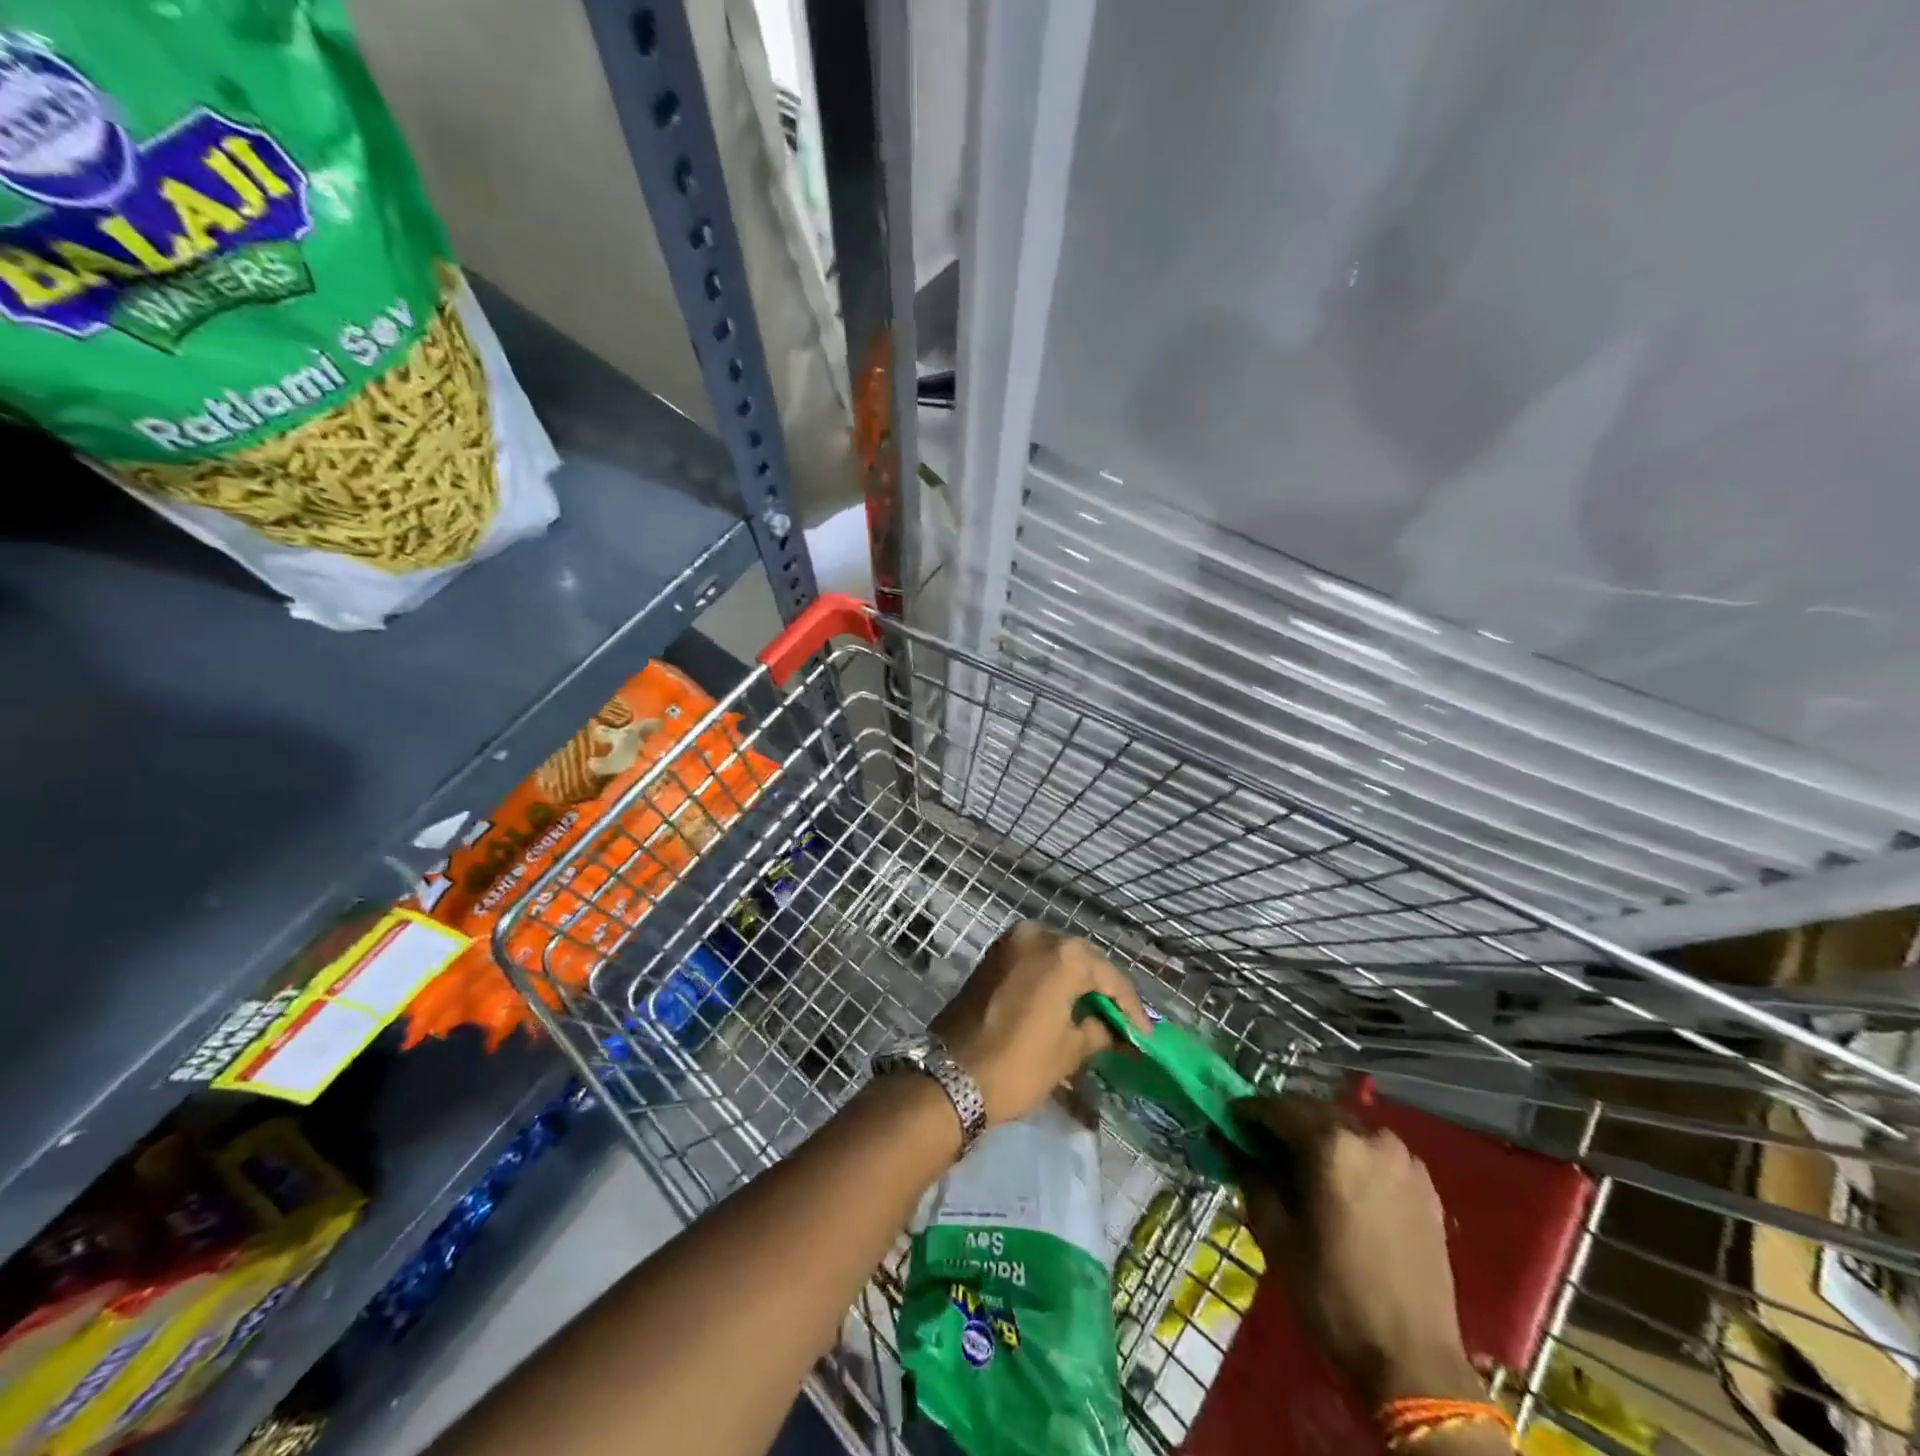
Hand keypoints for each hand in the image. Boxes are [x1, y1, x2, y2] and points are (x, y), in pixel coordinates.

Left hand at [931, 921, 1150, 1125]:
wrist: (950, 1076)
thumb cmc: (1018, 1064)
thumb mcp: (1068, 1052)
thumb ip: (1097, 1031)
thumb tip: (1111, 1029)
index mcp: (1063, 954)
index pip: (1110, 977)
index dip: (1131, 1008)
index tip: (1144, 1035)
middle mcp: (1038, 935)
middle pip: (1084, 960)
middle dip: (1103, 990)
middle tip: (1121, 1022)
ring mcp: (1010, 942)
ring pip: (1057, 957)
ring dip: (1076, 982)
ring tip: (1094, 1014)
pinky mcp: (992, 956)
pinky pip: (1033, 961)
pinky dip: (1050, 978)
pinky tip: (1063, 1003)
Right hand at [1231, 1097, 1482, 1407]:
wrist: (1413, 1361)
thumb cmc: (1332, 1295)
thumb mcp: (1275, 1234)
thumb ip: (1250, 1176)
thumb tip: (1230, 1143)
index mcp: (1332, 1145)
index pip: (1277, 1108)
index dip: (1248, 1112)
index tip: (1229, 1121)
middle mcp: (1370, 1138)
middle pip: (1314, 1111)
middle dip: (1285, 1121)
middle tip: (1260, 1142)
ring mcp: (1403, 1160)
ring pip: (1347, 1128)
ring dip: (1320, 1135)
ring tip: (1301, 1163)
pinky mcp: (1425, 1185)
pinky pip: (1376, 1152)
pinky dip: (1353, 1155)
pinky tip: (1342, 1183)